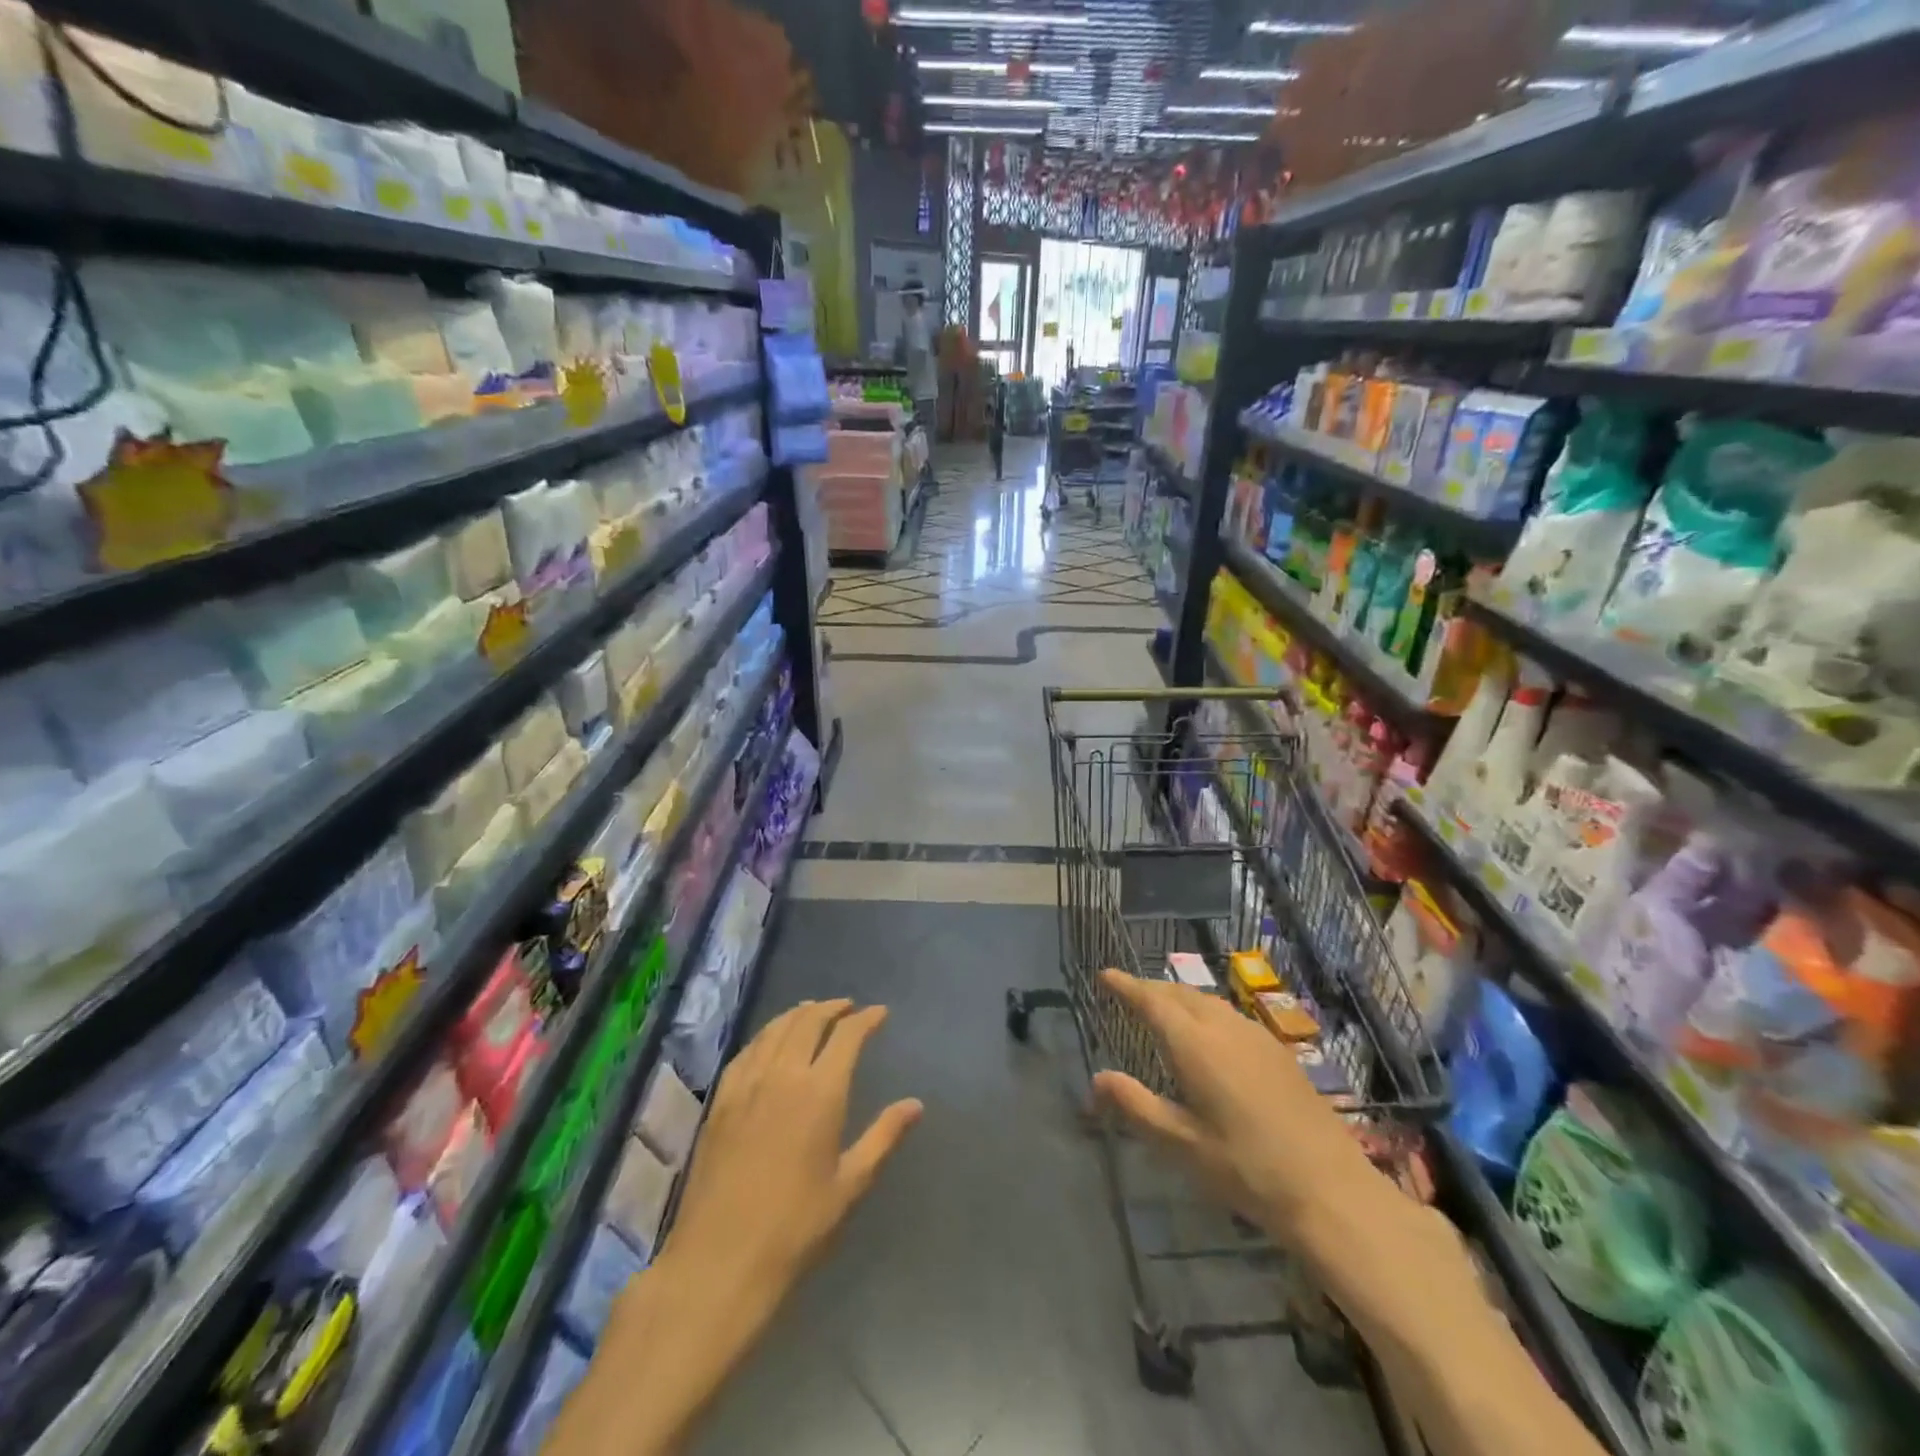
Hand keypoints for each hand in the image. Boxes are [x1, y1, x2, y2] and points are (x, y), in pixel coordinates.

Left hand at [564, 1002, 918, 1455]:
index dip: (866, 1019)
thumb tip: (916, 1104)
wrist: (720, 1261)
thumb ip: (883, 1136)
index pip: (847, 1035)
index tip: (880, 1013)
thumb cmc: (796, 1228)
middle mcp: (783, 1075)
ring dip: (798, 1015)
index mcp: (820, 1092)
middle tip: (848, 1007)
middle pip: (808, 1022)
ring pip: (775, 1030)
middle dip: (832, 1008)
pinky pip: (747, 1051)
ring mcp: (746, 1084)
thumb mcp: (850, 1185)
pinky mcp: (720, 1100)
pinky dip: (766, 1034)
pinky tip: (770, 1041)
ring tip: (813, 1012)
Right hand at [1091, 969, 1385, 1240]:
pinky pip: (1230, 1015)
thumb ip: (1136, 1105)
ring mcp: (1256, 1037)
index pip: (1152, 1001)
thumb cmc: (1246, 1169)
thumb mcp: (1181, 1144)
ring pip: (1208, 1001)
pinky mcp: (1278, 1052)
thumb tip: (1096, 1078)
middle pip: (1180, 994)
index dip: (1126, 985)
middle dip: (1151, 988)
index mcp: (1195, 1045)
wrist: (1330, 1190)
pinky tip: (1209, 1033)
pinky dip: (1205, 1010)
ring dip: (1180, 997)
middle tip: (1128, 992)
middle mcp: (1224, 1028)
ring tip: (1163, 1007)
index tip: (1105, 974)